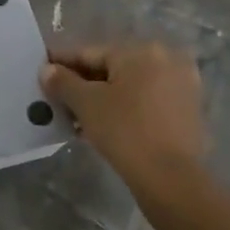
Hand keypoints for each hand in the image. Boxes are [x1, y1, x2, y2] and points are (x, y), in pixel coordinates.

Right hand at [41, 41, 208, 204]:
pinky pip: (146, 100)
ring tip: (76, 116)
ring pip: (129, 85)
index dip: (62, 63)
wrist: (171, 179)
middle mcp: (166, 59)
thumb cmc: (125, 131)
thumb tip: (47, 70)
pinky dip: (124, 107)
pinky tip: (103, 124)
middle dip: (82, 83)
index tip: (42, 72)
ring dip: (102, 97)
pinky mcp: (188, 109)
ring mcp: (181, 85)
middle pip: (111, 67)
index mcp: (141, 51)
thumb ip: (62, 82)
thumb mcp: (85, 104)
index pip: (90, 53)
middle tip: (57, 98)